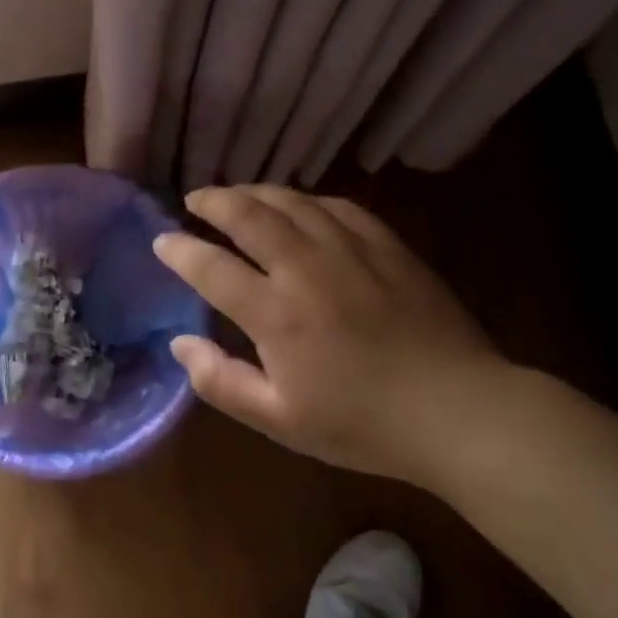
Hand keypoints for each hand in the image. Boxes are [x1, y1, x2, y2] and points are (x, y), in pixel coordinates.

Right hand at [153, 185, 509, 488]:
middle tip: (195, 198)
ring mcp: (353, 252)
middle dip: (215, 201)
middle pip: (251, 216)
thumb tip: (180, 343)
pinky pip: (340, 207)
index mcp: (276, 314)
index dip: (180, 250)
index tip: (161, 241)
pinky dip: (309, 201)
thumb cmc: (360, 424)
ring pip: (294, 203)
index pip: (211, 267)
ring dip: (258, 192)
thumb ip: (220, 381)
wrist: (456, 412)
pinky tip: (303, 206)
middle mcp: (307, 269)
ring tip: (238, 195)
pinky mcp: (389, 248)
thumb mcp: (278, 420)